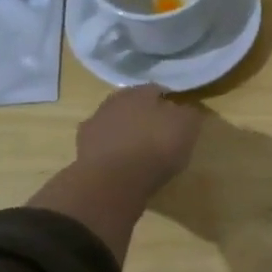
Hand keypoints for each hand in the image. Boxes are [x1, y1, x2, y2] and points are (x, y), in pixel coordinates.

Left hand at [29, 87, 202, 258]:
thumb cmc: (156, 148)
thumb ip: (189, 113)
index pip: (158, 90)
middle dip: (146, 116)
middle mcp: (113, 102)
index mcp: (139, 92)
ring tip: (142, 152)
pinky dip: (114, 152)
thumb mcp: (187, 127)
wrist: (113, 181)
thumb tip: (187, 110)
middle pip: (133, 105)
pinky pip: (104, 146)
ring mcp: (94, 125)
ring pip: (116, 124)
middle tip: (161, 133)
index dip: (170, 102)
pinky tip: (124, 165)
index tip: (180, 117)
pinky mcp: (82, 150)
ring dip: (127, 133)